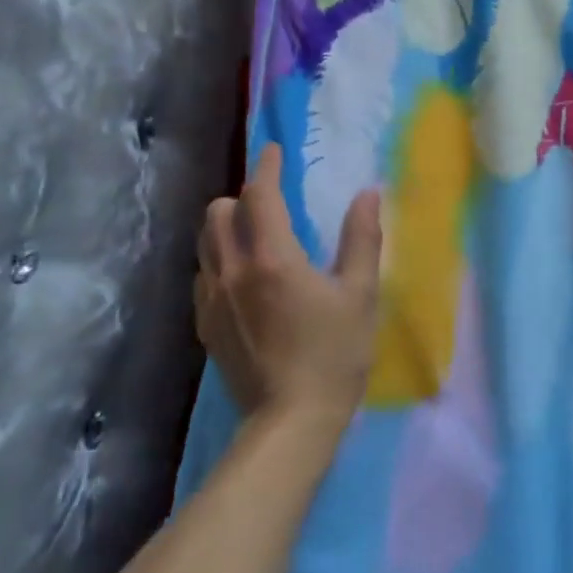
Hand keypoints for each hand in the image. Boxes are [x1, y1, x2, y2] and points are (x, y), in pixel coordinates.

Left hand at [195, 144, 383, 427]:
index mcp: (272, 259)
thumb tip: (369, 193)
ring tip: (254, 235)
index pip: (259, 195)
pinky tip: (243, 278)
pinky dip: (219, 261)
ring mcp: (212, 301)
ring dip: (226, 227)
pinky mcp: (206, 327)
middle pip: (218, 213)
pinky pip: (203, 276)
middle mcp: (232, 272)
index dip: (267, 167)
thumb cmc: (335, 354)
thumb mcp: (360, 293)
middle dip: (241, 197)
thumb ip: (362, 238)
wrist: (292, 422)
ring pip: (204, 243)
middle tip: (270, 202)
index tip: (274, 150)